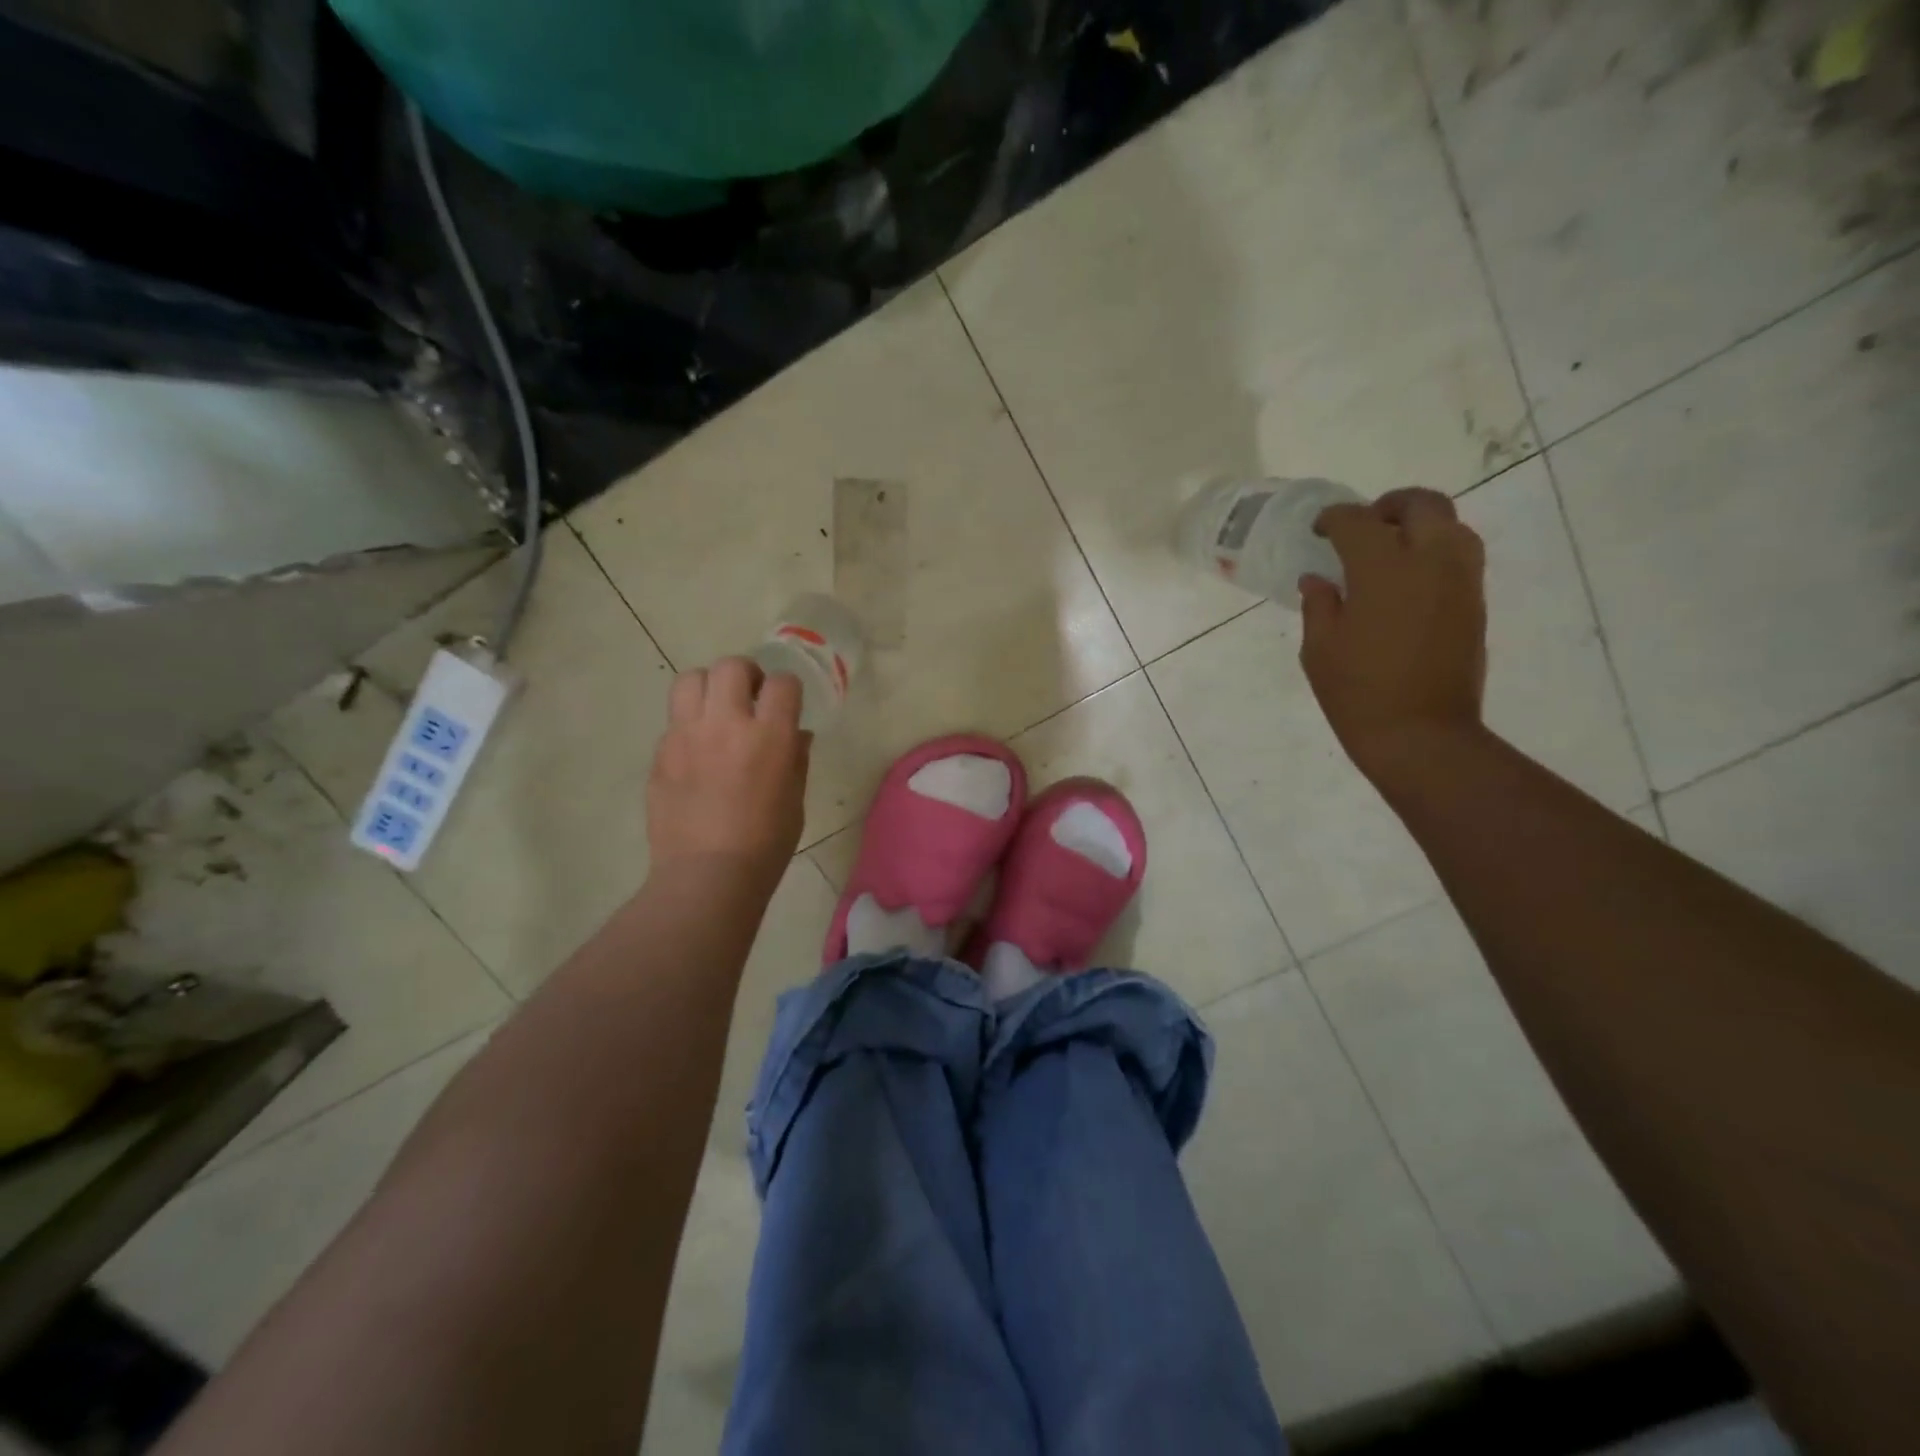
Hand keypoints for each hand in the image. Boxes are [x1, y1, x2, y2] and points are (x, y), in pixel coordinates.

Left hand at [647, 657, 809, 888]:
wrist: (707, 875)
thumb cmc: (765, 843)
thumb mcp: (795, 800)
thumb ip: (796, 759)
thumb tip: (796, 734)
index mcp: (769, 736)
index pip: (782, 683)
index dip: (787, 689)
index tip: (786, 704)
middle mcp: (726, 724)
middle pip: (731, 666)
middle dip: (746, 675)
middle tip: (750, 697)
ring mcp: (686, 736)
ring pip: (690, 679)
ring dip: (708, 688)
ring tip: (716, 711)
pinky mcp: (660, 755)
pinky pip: (673, 722)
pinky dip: (688, 726)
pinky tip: (697, 754)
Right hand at [1299, 488, 1487, 788]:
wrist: (1420, 734)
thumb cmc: (1357, 692)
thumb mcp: (1320, 649)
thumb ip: (1319, 604)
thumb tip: (1318, 579)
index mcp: (1383, 569)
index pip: (1357, 522)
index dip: (1334, 519)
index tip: (1319, 530)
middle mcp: (1430, 561)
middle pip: (1420, 505)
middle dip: (1388, 507)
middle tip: (1362, 527)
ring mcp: (1460, 581)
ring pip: (1451, 525)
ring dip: (1419, 526)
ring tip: (1390, 550)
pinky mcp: (1475, 603)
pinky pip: (1460, 556)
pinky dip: (1435, 552)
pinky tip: (1408, 580)